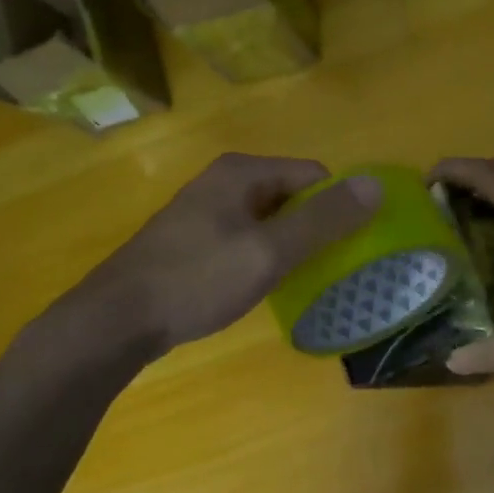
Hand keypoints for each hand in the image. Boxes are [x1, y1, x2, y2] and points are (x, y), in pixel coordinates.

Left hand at [52, 154, 380, 356]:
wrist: (116, 320)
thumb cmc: (197, 279)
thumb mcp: (269, 251)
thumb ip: (324, 219)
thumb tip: (377, 185)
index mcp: (243, 172)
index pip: (314, 175)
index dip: (337, 207)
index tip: (348, 247)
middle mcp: (224, 181)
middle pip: (292, 196)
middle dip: (314, 228)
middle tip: (328, 269)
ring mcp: (206, 210)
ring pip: (269, 220)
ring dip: (290, 245)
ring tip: (299, 281)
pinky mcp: (194, 239)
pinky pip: (246, 238)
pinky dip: (263, 257)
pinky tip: (262, 286)